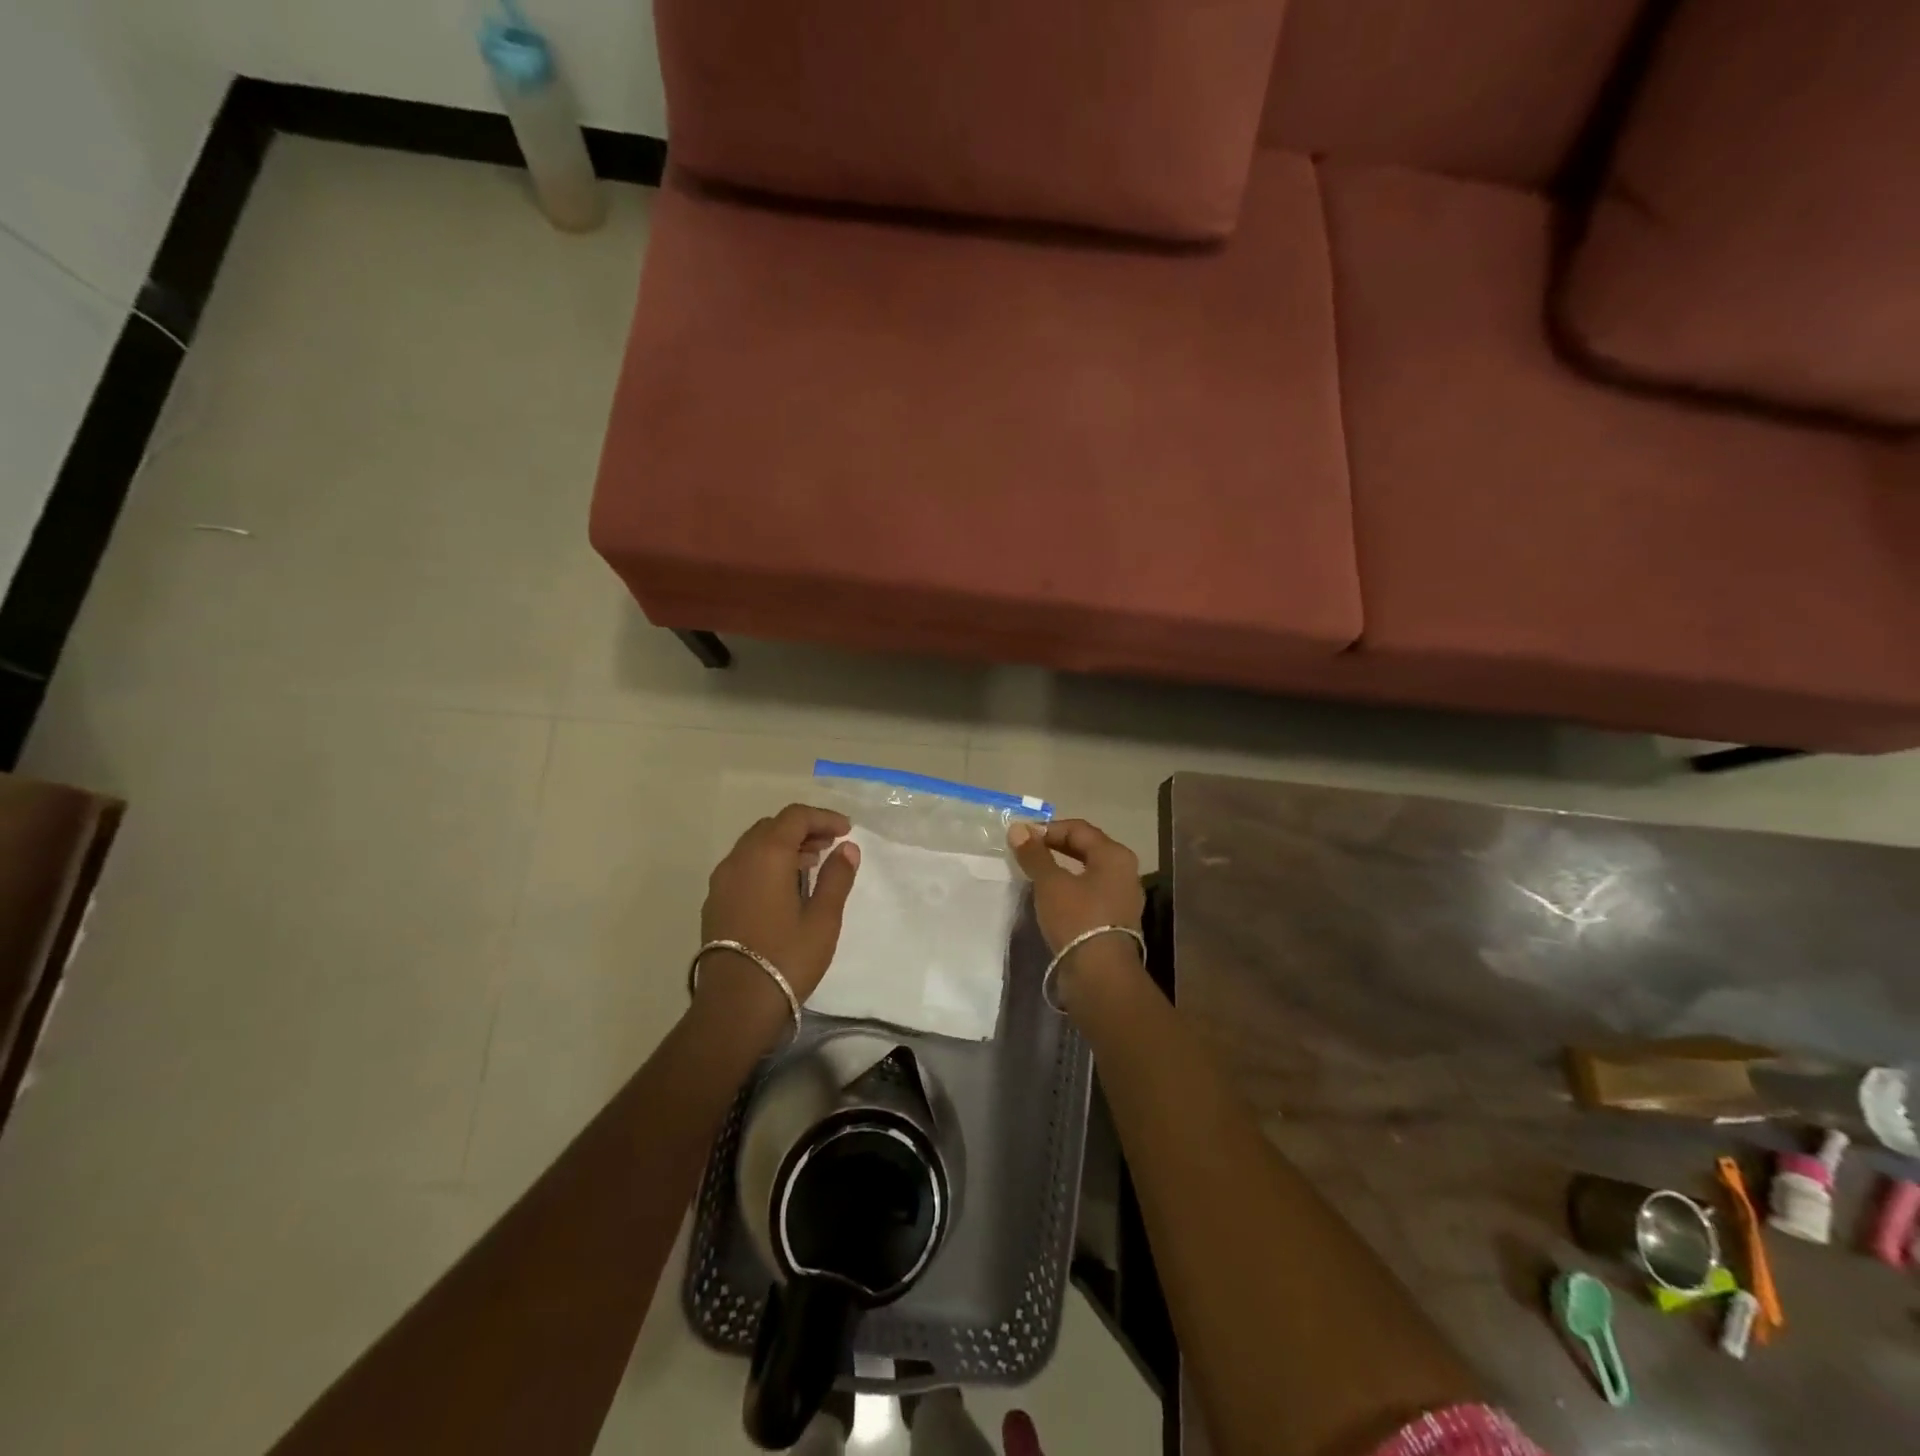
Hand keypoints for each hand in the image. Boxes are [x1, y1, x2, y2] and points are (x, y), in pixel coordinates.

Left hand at [698, 805, 861, 1020]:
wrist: (735, 1005)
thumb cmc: (787, 958)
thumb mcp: (823, 919)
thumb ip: (836, 877)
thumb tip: (847, 849)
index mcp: (766, 854)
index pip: (795, 817)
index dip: (823, 818)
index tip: (846, 831)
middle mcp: (738, 859)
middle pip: (772, 827)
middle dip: (803, 829)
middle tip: (830, 845)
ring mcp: (722, 881)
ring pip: (754, 846)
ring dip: (784, 846)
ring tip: (811, 865)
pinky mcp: (715, 902)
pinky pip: (743, 866)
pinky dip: (766, 863)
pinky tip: (784, 888)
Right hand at [1006, 818, 1144, 953]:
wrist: (1100, 975)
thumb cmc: (1078, 919)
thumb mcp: (1050, 883)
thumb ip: (1034, 854)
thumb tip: (1018, 828)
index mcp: (1115, 855)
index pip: (1078, 828)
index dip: (1048, 829)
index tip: (1022, 838)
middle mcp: (1125, 872)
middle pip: (1086, 848)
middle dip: (1055, 847)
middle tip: (1027, 853)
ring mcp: (1122, 898)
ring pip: (1088, 873)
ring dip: (1061, 869)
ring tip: (1035, 875)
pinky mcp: (1115, 921)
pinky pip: (1090, 894)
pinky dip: (1070, 890)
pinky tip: (1051, 899)